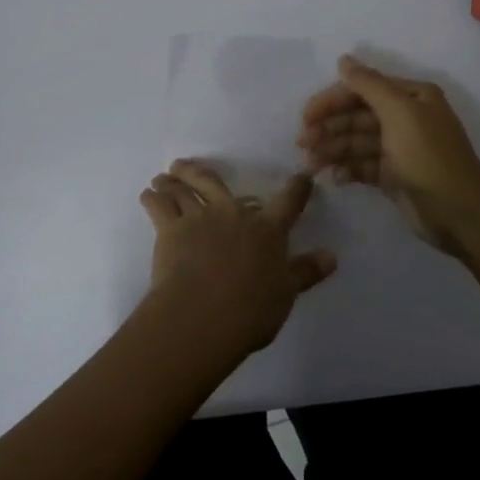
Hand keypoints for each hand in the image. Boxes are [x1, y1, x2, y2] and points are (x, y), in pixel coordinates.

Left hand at [139, 159, 337, 356]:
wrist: (204, 314)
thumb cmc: (252, 308)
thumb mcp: (286, 293)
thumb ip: (307, 271)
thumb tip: (332, 255)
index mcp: (267, 229)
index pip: (288, 201)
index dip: (297, 188)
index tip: (301, 177)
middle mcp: (233, 214)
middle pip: (215, 183)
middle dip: (200, 172)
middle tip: (186, 165)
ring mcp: (200, 218)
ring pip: (184, 191)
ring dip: (172, 182)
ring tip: (163, 177)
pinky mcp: (171, 230)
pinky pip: (159, 207)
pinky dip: (152, 198)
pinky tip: (147, 195)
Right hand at [298, 54, 479, 259]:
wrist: (459, 212)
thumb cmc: (428, 156)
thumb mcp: (399, 113)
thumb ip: (368, 85)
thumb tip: (344, 59)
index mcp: (411, 97)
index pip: (363, 90)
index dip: (332, 101)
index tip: (306, 117)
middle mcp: (406, 118)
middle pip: (357, 116)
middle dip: (329, 127)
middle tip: (302, 143)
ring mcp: (399, 148)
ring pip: (357, 142)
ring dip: (333, 150)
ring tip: (310, 165)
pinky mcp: (394, 176)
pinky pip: (363, 166)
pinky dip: (348, 169)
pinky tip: (335, 178)